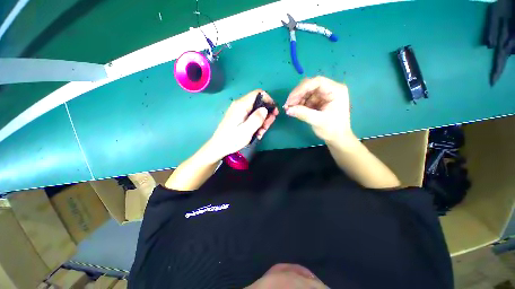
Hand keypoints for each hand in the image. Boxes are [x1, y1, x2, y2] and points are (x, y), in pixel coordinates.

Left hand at [208, 89, 278, 159]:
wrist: (219, 146)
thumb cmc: (232, 139)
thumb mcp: (246, 131)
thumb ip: (256, 119)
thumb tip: (265, 109)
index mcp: (241, 105)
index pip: (258, 93)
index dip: (268, 100)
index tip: (274, 112)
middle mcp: (240, 105)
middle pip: (258, 103)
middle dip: (266, 114)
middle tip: (267, 126)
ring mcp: (239, 111)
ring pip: (256, 111)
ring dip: (262, 121)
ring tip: (261, 132)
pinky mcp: (239, 117)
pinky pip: (251, 116)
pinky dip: (256, 123)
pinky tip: (257, 133)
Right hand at [284, 76, 353, 143]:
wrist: (337, 138)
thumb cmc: (332, 129)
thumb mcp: (318, 121)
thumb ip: (303, 114)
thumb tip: (288, 110)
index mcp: (336, 90)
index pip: (317, 82)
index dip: (301, 89)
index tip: (291, 99)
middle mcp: (330, 89)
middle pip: (310, 86)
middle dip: (298, 95)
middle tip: (287, 105)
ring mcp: (324, 95)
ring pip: (307, 92)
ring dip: (297, 100)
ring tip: (290, 109)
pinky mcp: (320, 101)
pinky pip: (307, 98)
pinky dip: (300, 104)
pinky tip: (295, 110)